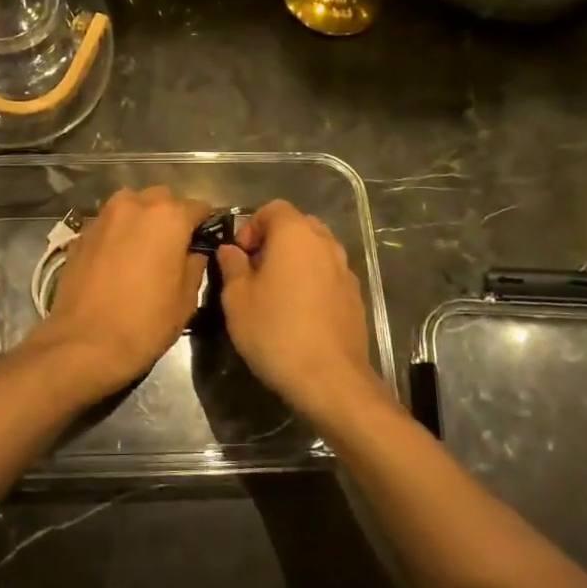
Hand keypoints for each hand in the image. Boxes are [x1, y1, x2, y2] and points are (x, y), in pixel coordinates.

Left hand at [27, 186, 212, 400]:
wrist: (85, 343)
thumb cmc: (145, 323)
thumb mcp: (186, 299)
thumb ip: (195, 265)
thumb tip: (194, 252)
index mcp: (168, 217)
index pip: (198, 207)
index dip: (206, 223)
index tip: (206, 240)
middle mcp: (134, 205)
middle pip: (161, 199)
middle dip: (171, 215)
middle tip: (174, 245)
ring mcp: (103, 217)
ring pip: (130, 205)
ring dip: (141, 219)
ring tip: (144, 248)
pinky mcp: (81, 234)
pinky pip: (108, 223)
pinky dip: (118, 233)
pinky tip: (118, 259)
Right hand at [215, 200, 381, 425]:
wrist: (329, 379)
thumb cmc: (275, 332)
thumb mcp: (237, 299)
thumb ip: (232, 267)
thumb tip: (231, 250)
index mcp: (295, 235)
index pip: (273, 208)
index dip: (252, 225)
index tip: (240, 255)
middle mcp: (325, 244)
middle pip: (298, 225)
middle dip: (275, 240)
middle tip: (255, 270)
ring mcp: (345, 270)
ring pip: (316, 250)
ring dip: (295, 261)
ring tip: (277, 292)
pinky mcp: (355, 296)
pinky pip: (328, 275)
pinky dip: (312, 281)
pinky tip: (299, 312)